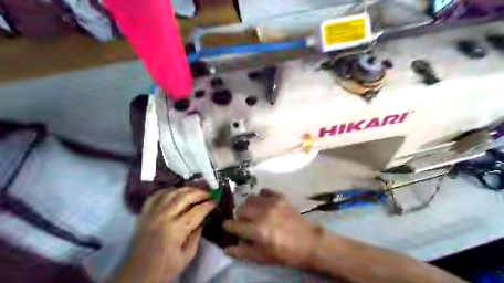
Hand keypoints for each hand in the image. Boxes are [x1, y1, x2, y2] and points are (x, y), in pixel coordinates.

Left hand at [119, 187, 216, 280]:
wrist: (136, 276)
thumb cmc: (164, 270)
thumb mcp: (186, 257)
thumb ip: (196, 236)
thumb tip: (203, 220)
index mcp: (176, 230)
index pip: (197, 211)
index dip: (209, 205)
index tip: (216, 202)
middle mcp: (164, 217)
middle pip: (185, 197)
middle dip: (200, 193)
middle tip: (209, 194)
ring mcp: (152, 214)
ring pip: (171, 193)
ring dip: (185, 189)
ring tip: (195, 191)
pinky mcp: (144, 214)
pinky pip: (155, 196)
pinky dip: (166, 191)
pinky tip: (174, 191)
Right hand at [224, 189, 320, 267]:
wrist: (308, 241)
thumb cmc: (285, 253)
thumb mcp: (263, 257)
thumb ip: (242, 253)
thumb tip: (226, 248)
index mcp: (258, 231)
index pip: (233, 225)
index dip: (228, 227)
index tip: (229, 228)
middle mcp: (263, 214)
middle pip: (240, 209)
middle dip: (239, 216)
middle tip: (245, 222)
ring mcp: (272, 203)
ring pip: (249, 198)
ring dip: (248, 206)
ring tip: (254, 212)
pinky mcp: (280, 197)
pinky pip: (263, 191)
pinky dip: (260, 197)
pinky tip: (264, 204)